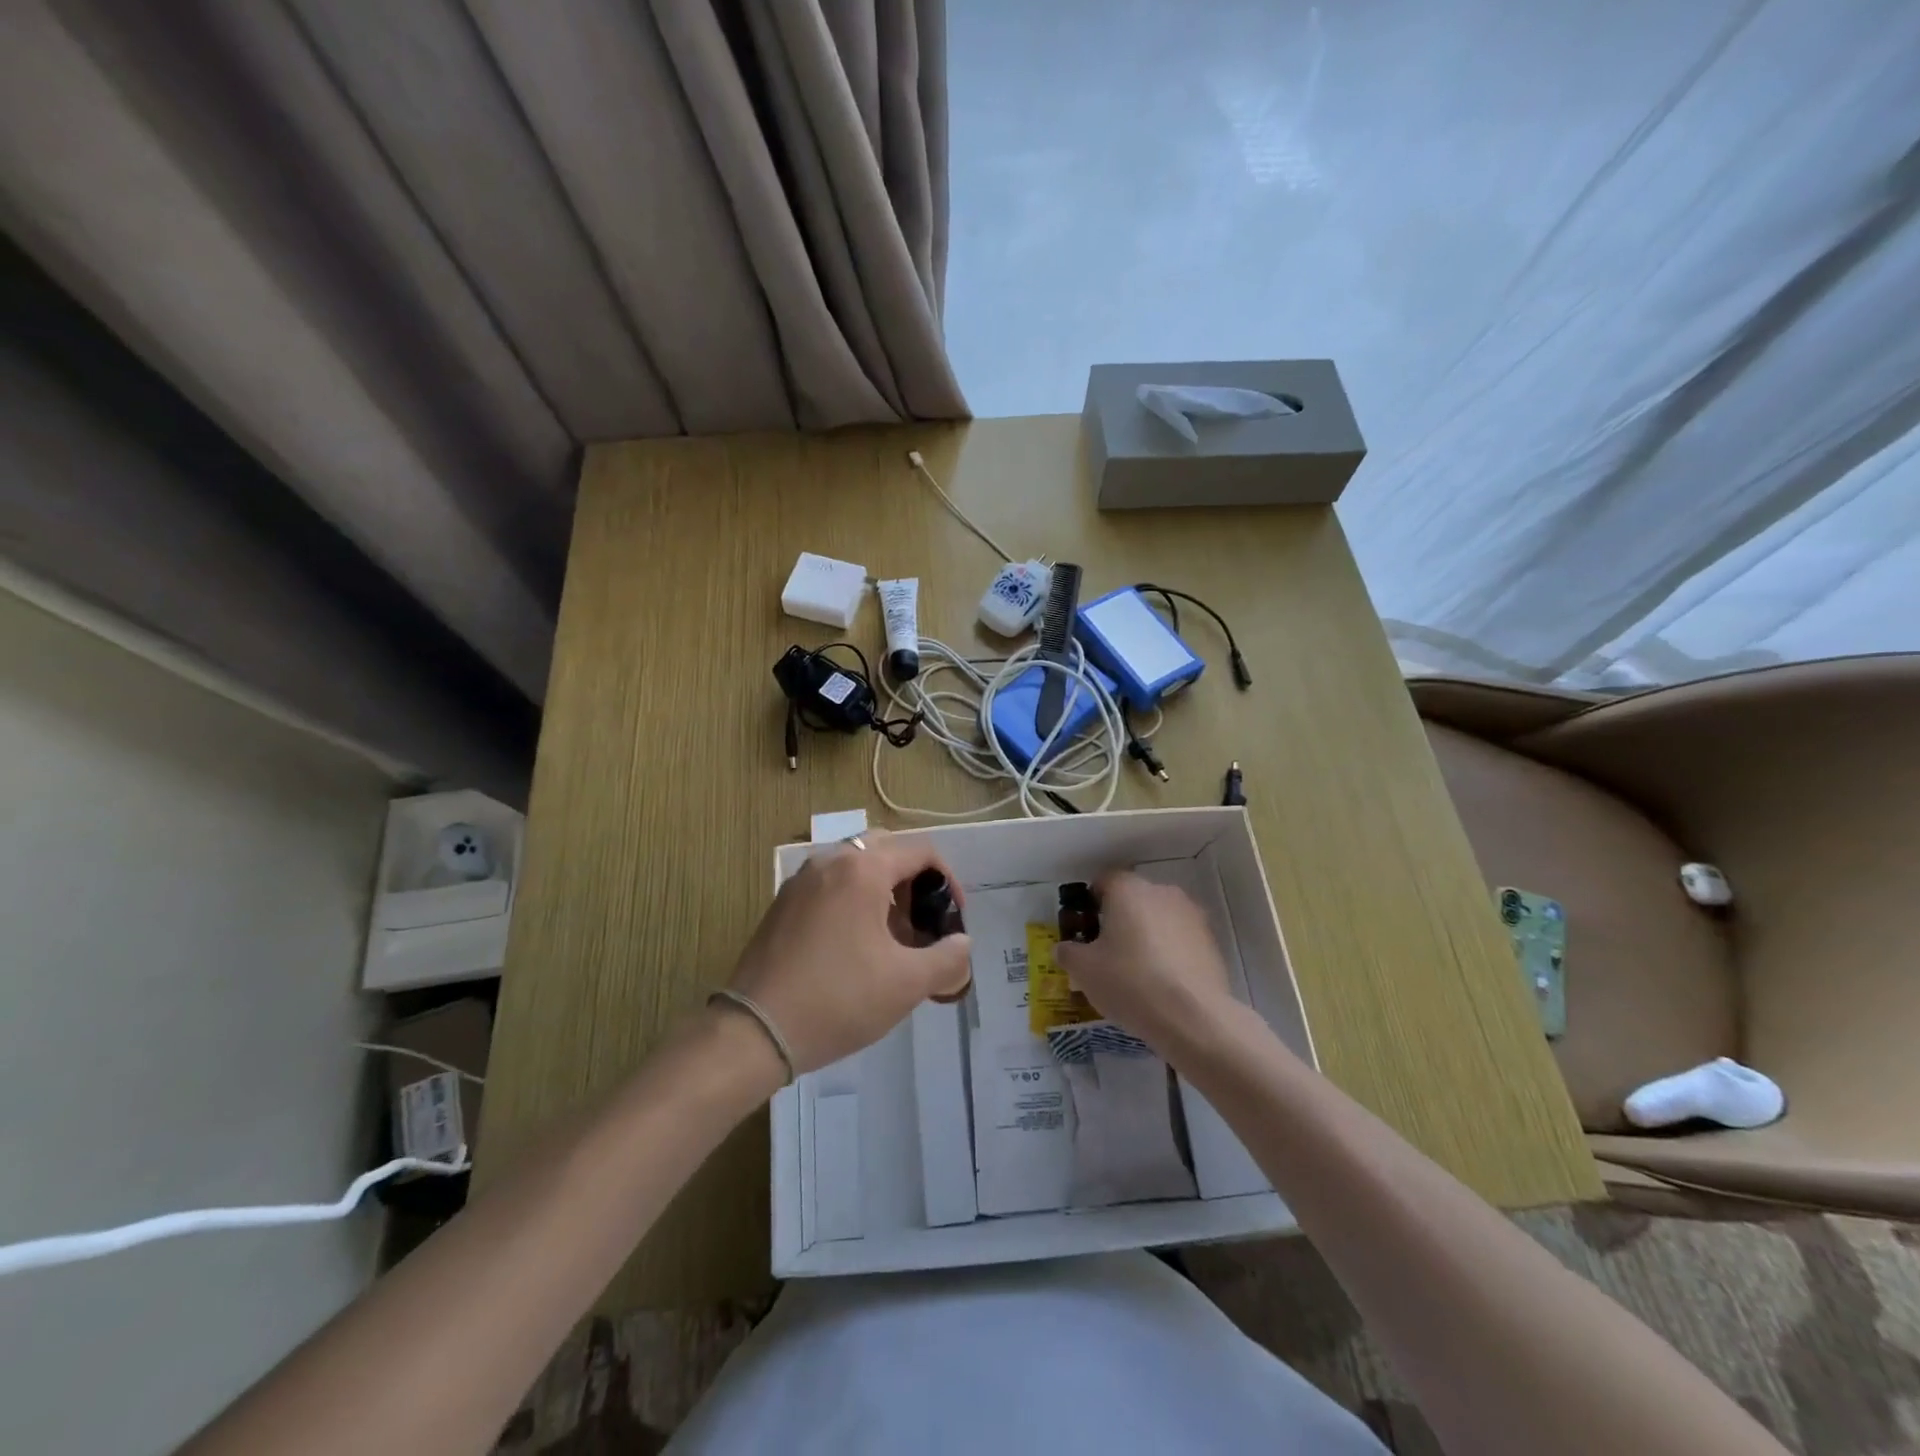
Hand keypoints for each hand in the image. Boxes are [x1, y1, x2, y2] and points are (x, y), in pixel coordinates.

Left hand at [725, 830, 971, 1074]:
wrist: (755, 1031)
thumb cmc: (839, 999)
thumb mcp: (907, 984)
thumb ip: (947, 958)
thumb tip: (961, 944)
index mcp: (863, 869)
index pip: (921, 850)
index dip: (948, 880)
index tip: (952, 918)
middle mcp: (830, 861)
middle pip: (886, 849)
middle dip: (913, 881)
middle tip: (921, 923)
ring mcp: (801, 880)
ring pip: (855, 866)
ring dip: (883, 890)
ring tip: (891, 939)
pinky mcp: (782, 903)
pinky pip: (830, 884)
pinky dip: (853, 899)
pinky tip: (855, 945)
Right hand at [1053, 871, 1236, 1058]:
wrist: (1192, 1017)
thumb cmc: (1129, 982)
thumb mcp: (1083, 970)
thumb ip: (1068, 952)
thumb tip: (1066, 948)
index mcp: (1129, 890)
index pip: (1104, 881)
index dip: (1091, 903)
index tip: (1086, 929)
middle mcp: (1163, 892)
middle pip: (1134, 899)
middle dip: (1120, 920)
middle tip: (1107, 953)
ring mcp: (1192, 916)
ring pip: (1160, 919)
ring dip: (1147, 936)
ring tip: (1137, 972)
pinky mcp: (1212, 942)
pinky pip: (1181, 940)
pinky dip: (1170, 954)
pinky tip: (1162, 984)